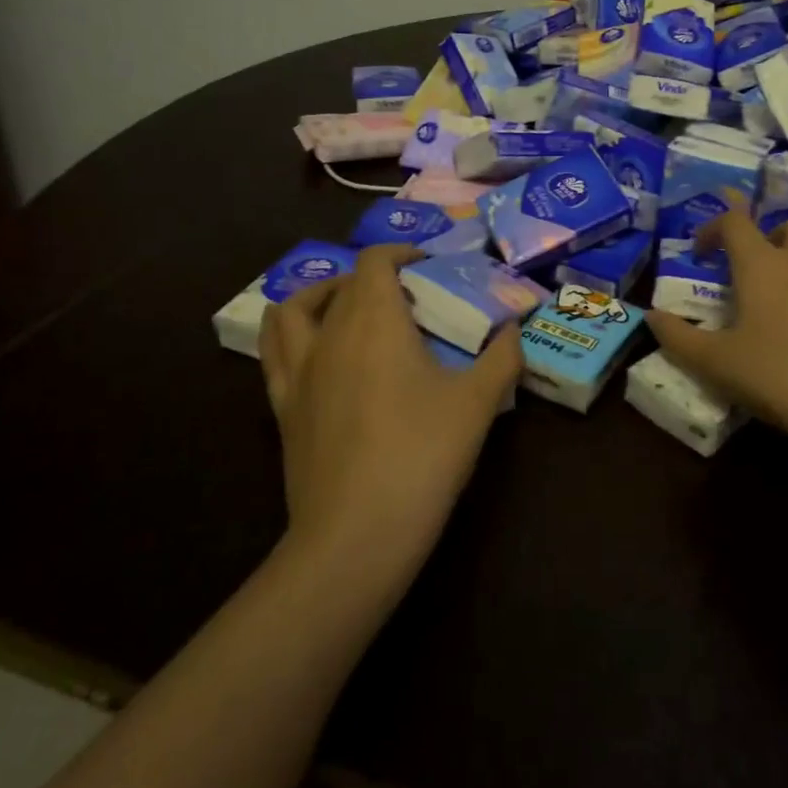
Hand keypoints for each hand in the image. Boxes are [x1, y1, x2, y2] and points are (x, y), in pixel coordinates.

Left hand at [260, 245, 520, 576]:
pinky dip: (291, 337)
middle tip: (408, 299)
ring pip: (292, 310)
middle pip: (342, 283)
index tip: (428, 266)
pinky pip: (273, 354)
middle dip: (375, 278)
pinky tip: (317, 355)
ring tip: (347, 311)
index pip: (375, 261)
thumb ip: (502, 357)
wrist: (357, 534)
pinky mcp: (281, 408)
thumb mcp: (478, 403)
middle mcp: (329, 334)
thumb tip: (514, 329)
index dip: (401, 253)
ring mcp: (298, 372)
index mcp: (375, 322)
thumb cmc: (423, 456)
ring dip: (320, 297)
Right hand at [647, 213, 787, 465]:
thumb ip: (679, 338)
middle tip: (755, 268)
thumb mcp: (717, 364)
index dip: (713, 227)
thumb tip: (651, 317)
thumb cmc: (780, 376)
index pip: (736, 221)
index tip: (701, 253)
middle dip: (771, 235)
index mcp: (763, 265)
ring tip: (784, 303)